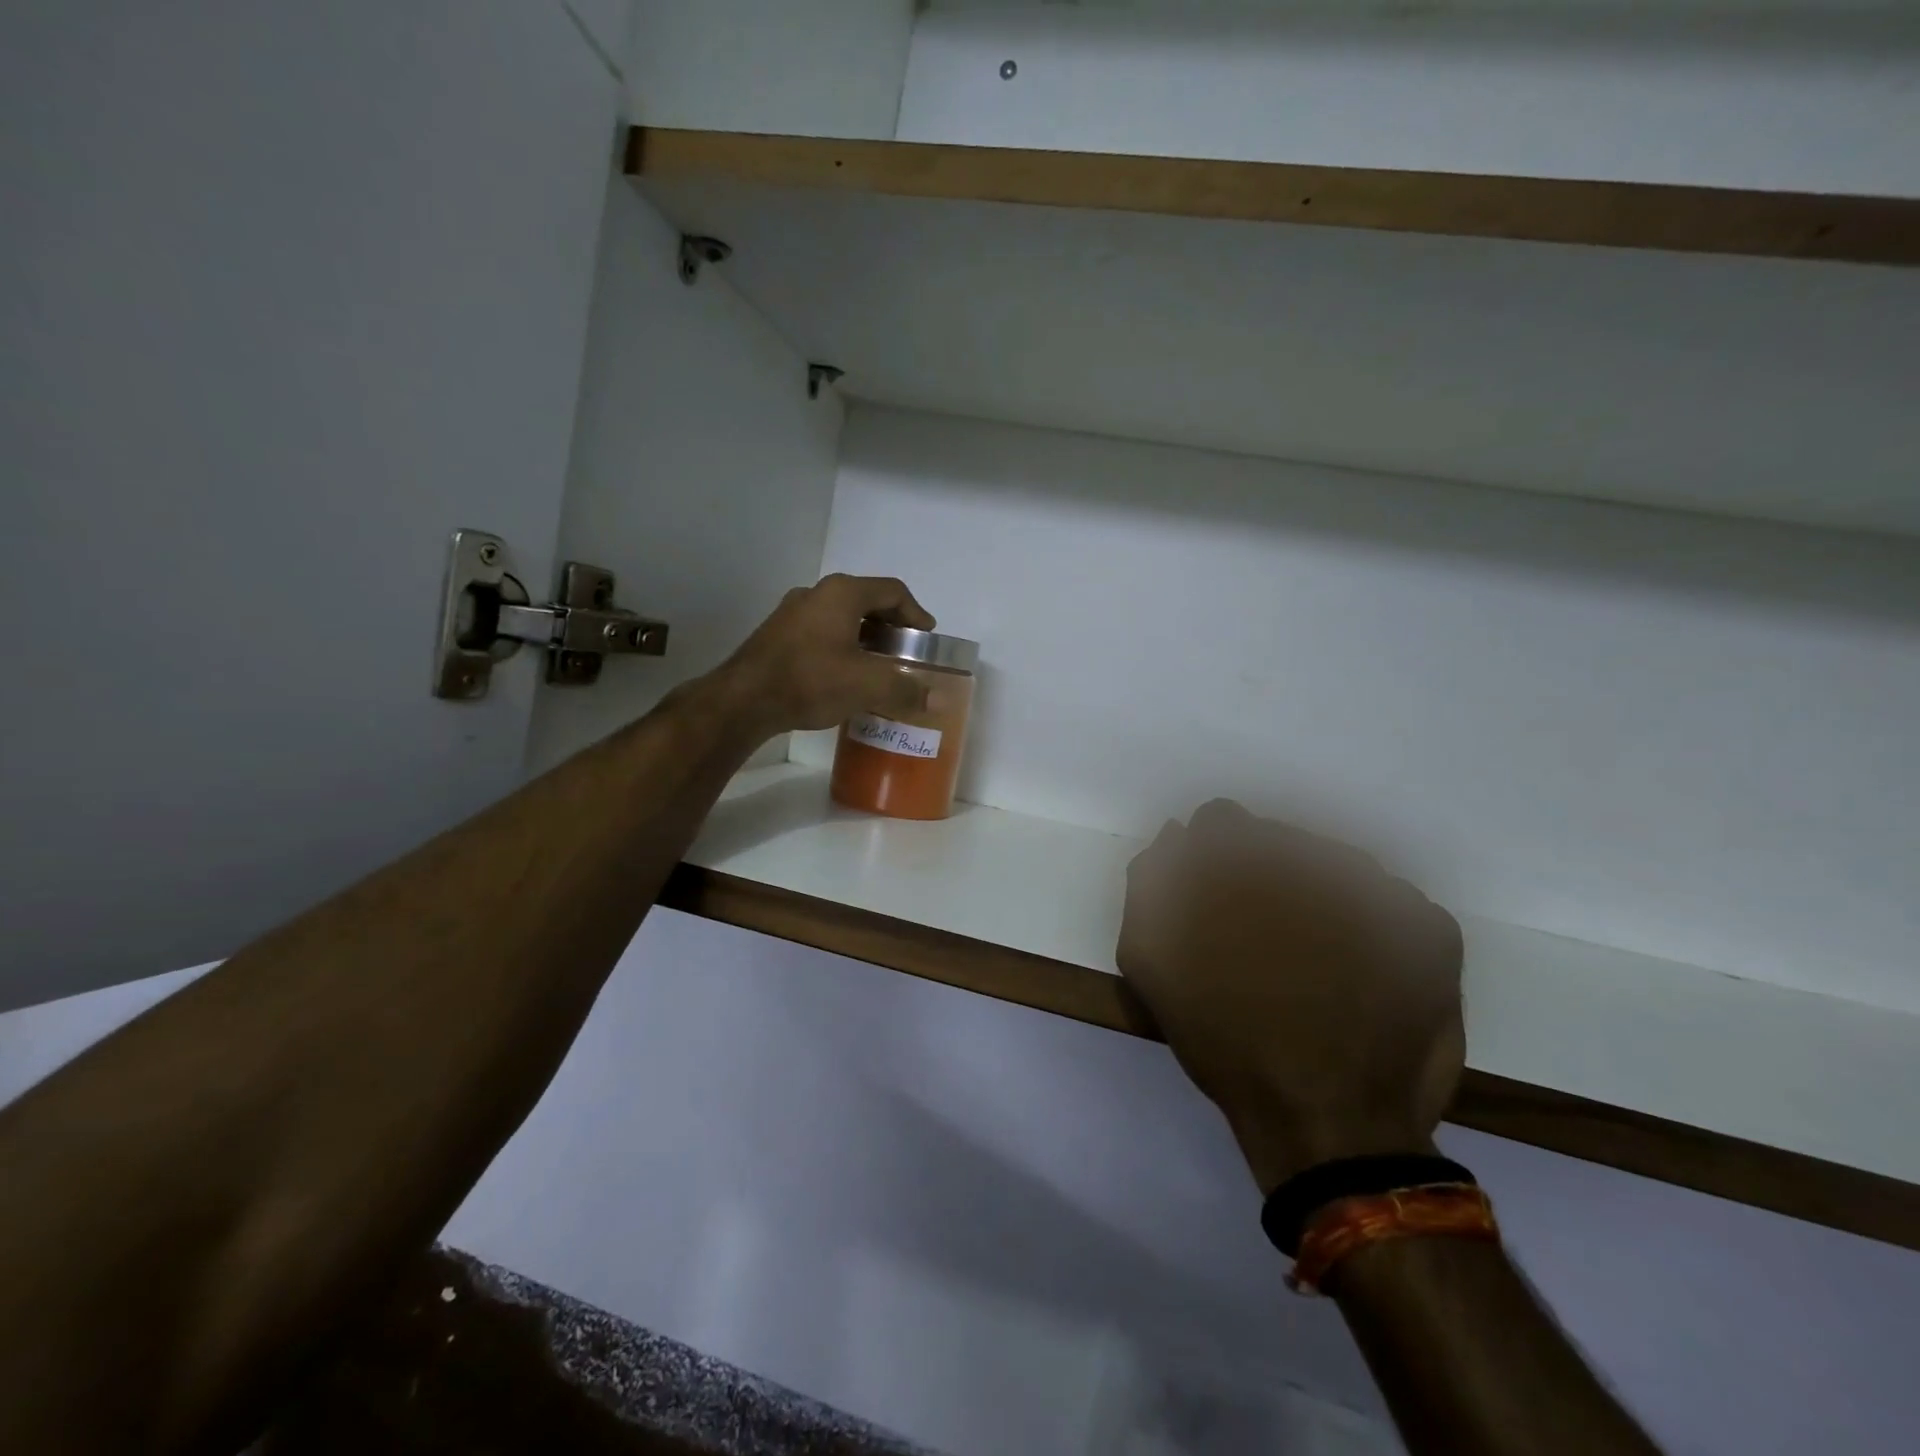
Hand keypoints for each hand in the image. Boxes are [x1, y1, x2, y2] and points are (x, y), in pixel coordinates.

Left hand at [714, 574, 941, 734]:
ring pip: (842, 618)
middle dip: (892, 626)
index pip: (893, 591)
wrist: (744, 700)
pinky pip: (823, 632)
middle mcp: (817, 593)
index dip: (916, 613)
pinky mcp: (778, 634)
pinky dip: (844, 647)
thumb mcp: (866, 686)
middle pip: (867, 601)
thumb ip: (905, 689)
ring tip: (880, 666)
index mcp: (843, 593)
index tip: (927, 638)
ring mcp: (793, 612)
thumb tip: (936, 701)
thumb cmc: (811, 681)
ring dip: (867, 638)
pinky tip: (846, 675)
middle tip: (906, 652)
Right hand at [1118, 800, 1465, 1194]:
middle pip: (1280, 840)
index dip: (1212, 858)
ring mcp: (1380, 890)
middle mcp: (1312, 858)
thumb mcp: (1151, 964)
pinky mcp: (1430, 928)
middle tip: (1266, 939)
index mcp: (1243, 863)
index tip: (1216, 898)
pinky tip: (1359, 974)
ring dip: (1319, 898)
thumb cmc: (1227, 1042)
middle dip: (1266, 877)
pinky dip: (1372, 928)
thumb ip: (1149, 886)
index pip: (1220, 821)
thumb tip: (1172, 837)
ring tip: (1316, 963)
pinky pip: (1390, 903)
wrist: (1329, 1124)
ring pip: (1336, 866)